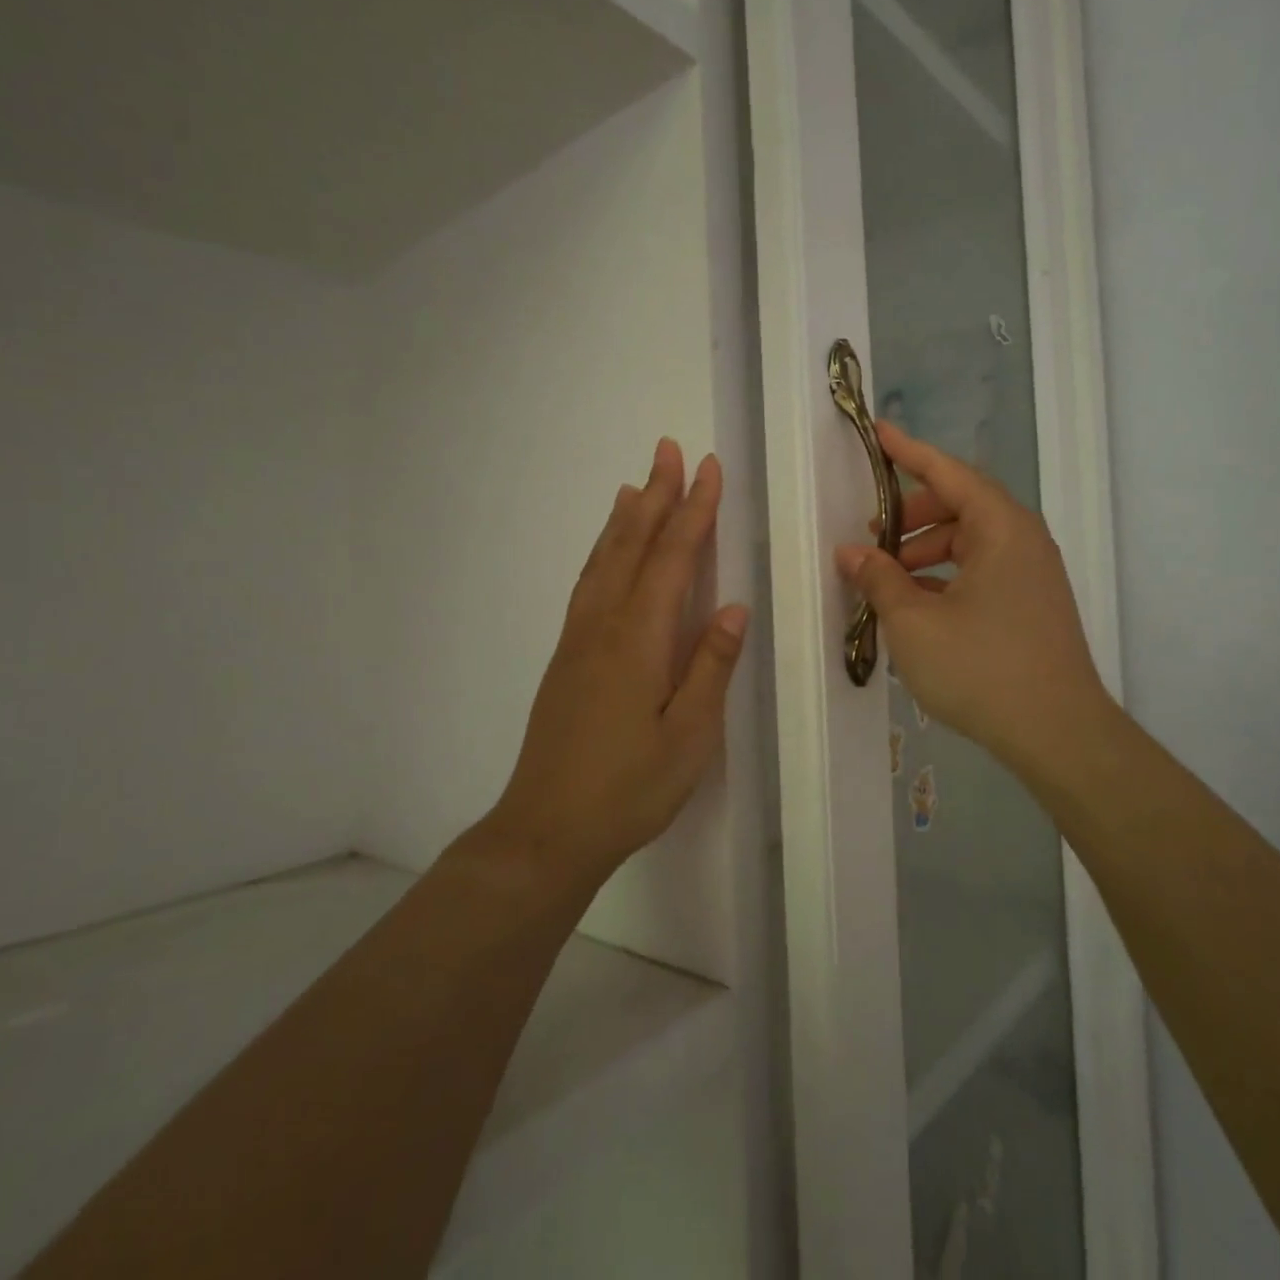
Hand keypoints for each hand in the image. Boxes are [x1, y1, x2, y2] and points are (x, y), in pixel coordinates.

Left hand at [482, 438, 747, 884]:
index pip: (671, 559)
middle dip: (655, 495)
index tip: (708, 469)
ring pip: (603, 560)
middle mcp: (603, 626)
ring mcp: (578, 640)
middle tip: (668, 449)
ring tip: (638, 483)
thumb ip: (710, 666)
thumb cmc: (629, 788)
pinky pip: (588, 584)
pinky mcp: (567, 657)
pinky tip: (608, 551)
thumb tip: (732, 606)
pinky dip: (602, 552)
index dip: (693, 511)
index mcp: (638, 640)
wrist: (546, 830)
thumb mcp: (689, 736)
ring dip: (625, 517)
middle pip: (631, 545)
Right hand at [835, 422, 1110, 777]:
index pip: (948, 473)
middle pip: (959, 506)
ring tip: (889, 582)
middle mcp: (1023, 539)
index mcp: (1000, 527)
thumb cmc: (982, 668)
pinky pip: (983, 571)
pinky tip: (919, 607)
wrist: (1058, 734)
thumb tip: (851, 554)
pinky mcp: (1033, 604)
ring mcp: (1033, 573)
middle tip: (871, 540)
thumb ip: (879, 580)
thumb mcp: (915, 623)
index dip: (909, 452)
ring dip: (926, 552)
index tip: (878, 433)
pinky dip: (947, 576)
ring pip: (970, 542)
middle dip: (911, 518)